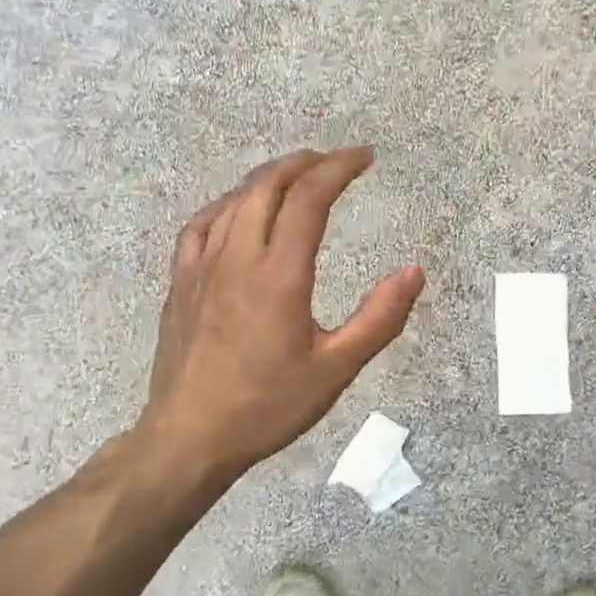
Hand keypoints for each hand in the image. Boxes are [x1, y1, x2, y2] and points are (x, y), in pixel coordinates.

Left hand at [139, 147, 423, 482]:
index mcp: (278, 274)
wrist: (189, 438)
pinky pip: (200, 226)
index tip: (364, 157)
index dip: (338, 169)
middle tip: (334, 161)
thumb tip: (414, 272)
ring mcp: (201, 267)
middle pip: (268, 186)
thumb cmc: (267, 406)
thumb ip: (379, 319)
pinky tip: (236, 211)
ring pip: (234, 200)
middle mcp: (237, 257)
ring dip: (268, 178)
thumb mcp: (336, 369)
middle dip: (304, 163)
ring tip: (295, 177)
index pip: (309, 199)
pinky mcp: (180, 283)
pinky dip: (226, 205)